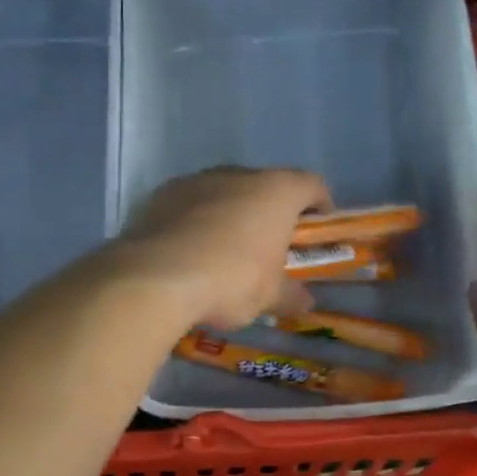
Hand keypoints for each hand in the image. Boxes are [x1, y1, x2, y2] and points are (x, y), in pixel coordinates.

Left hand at [119, 167, 331, 328]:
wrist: (156, 277)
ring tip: (225, 251)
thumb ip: (291, 294)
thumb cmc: (231, 280)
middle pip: (265, 186)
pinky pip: (189, 205)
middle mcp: (238, 174)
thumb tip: (304, 301)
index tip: (317, 231)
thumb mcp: (269, 297)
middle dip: (270, 213)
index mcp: (277, 191)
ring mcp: (196, 180)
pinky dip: (196, 221)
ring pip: (224, 192)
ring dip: (230, 215)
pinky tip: (190, 252)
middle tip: (269, 246)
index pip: (312, 185)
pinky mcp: (161, 195)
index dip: (320, 207)